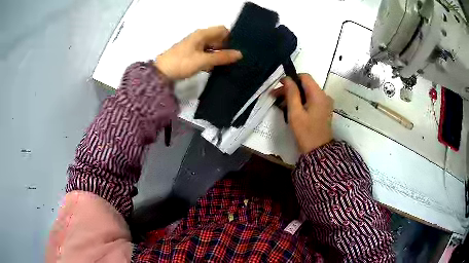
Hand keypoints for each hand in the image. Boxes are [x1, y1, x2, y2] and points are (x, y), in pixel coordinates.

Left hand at [155, 26, 242, 79]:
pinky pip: (206, 54)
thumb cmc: (181, 63)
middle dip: (227, 47)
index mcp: (202, 34)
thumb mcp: (203, 60)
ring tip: (229, 65)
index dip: (231, 37)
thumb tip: (240, 54)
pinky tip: (217, 68)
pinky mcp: (192, 55)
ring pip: (213, 47)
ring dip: (220, 55)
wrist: (161, 73)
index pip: (223, 30)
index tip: (238, 49)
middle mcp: (200, 37)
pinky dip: (212, 60)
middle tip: (236, 59)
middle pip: (218, 39)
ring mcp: (195, 46)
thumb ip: (221, 57)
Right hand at [274, 74, 333, 153]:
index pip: (305, 77)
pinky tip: (290, 109)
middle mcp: (324, 96)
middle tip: (275, 96)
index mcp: (318, 94)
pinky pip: (311, 100)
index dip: (291, 79)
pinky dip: (300, 102)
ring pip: (307, 93)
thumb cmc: (305, 132)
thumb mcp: (295, 112)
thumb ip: (291, 93)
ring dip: (294, 96)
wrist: (318, 151)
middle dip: (290, 89)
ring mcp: (324, 103)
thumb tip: (287, 79)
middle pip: (305, 85)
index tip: (279, 86)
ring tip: (280, 104)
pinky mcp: (323, 110)